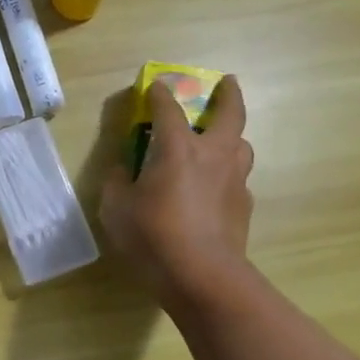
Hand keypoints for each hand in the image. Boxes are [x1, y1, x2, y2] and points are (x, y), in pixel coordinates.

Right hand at [99, 75, 253, 300]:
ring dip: (233, 135)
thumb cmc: (152, 237)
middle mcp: (212, 154)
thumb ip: (117, 181)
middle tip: (226, 83)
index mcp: (177, 148)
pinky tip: (216, 188)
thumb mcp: (116, 208)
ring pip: (242, 144)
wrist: (202, 276)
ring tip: (221, 140)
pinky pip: (238, 178)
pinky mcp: (244, 205)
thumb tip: (123, 169)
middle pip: (230, 112)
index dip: (159, 93)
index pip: (168, 107)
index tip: (154, 86)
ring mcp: (234, 179)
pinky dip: (228, 174)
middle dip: (228, 93)